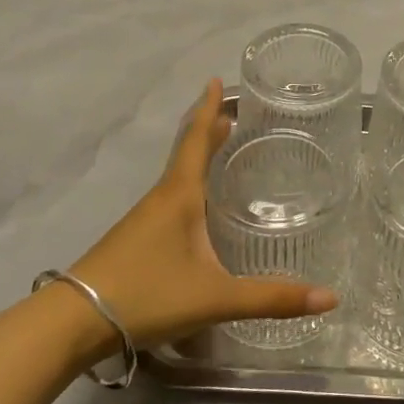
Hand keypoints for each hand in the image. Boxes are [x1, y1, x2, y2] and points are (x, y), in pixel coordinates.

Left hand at [64, 78, 337, 348]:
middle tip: (231, 113)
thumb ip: (271, 298)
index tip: (215, 80)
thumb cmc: (146, 295)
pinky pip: (168, 200)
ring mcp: (143, 220)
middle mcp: (161, 199)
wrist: (71, 323)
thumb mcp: (215, 297)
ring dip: (196, 158)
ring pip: (176, 178)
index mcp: (179, 196)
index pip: (196, 141)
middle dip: (208, 131)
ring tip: (219, 150)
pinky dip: (187, 187)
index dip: (208, 110)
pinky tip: (195, 209)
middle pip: (186, 154)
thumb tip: (331, 297)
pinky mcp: (134, 241)